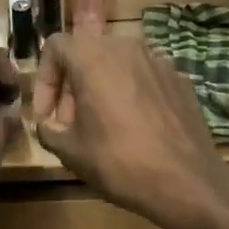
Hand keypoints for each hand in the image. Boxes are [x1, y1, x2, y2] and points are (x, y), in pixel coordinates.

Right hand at [32, 31, 228, 228]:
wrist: (185, 181)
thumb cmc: (118, 162)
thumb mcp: (69, 151)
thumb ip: (48, 129)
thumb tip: (47, 124)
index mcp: (93, 57)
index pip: (56, 46)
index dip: (44, 80)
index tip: (46, 114)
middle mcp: (126, 48)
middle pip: (87, 54)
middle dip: (72, 87)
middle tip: (69, 124)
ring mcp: (159, 61)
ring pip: (117, 65)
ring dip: (100, 89)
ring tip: (101, 125)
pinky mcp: (180, 79)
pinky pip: (143, 78)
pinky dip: (129, 94)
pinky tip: (133, 128)